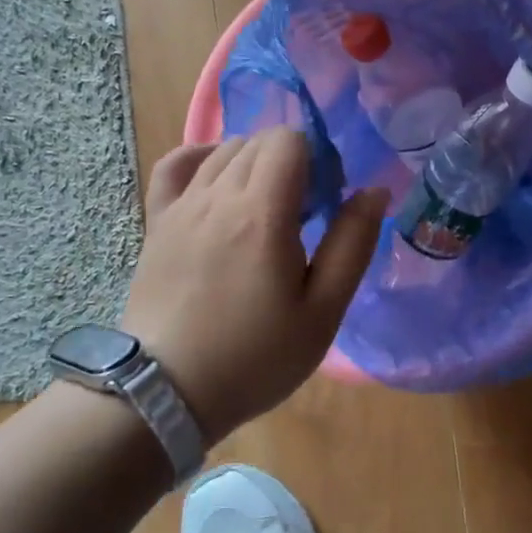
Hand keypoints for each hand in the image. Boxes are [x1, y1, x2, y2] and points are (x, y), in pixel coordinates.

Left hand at [119, 129, 385, 442]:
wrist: (165, 393)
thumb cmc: (254, 358)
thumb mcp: (322, 312)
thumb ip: (353, 244)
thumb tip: (374, 191)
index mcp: (262, 213)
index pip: (289, 139)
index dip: (318, 159)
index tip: (326, 202)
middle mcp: (217, 196)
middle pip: (259, 141)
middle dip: (292, 162)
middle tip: (304, 214)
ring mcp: (181, 207)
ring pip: (224, 151)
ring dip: (255, 165)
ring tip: (267, 211)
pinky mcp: (157, 223)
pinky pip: (176, 166)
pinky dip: (201, 159)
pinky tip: (217, 181)